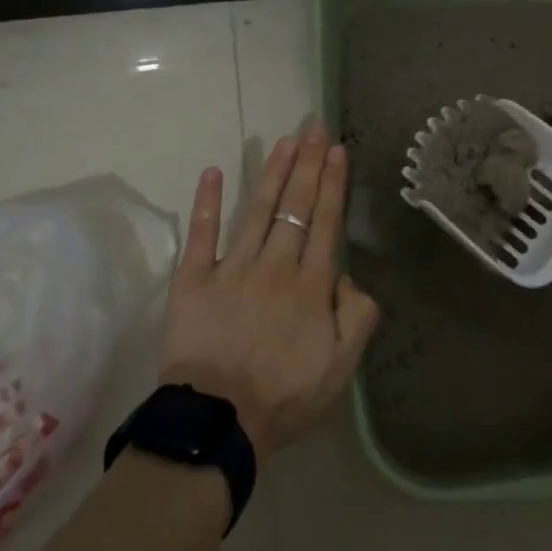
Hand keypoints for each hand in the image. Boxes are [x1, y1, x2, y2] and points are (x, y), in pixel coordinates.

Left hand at [157, 118, 380, 461]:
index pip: (325, 221)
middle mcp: (276, 265)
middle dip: (307, 163)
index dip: (332, 183)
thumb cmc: (284, 396)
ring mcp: (233, 268)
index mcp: (311, 284)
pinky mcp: (194, 279)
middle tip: (314, 127)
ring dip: (272, 172)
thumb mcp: (342, 366)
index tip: (336, 150)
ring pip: (257, 209)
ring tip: (285, 140)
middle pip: (295, 205)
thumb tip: (345, 274)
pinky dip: (206, 203)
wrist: (218, 423)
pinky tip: (211, 172)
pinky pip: (201, 235)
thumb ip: (357, 315)